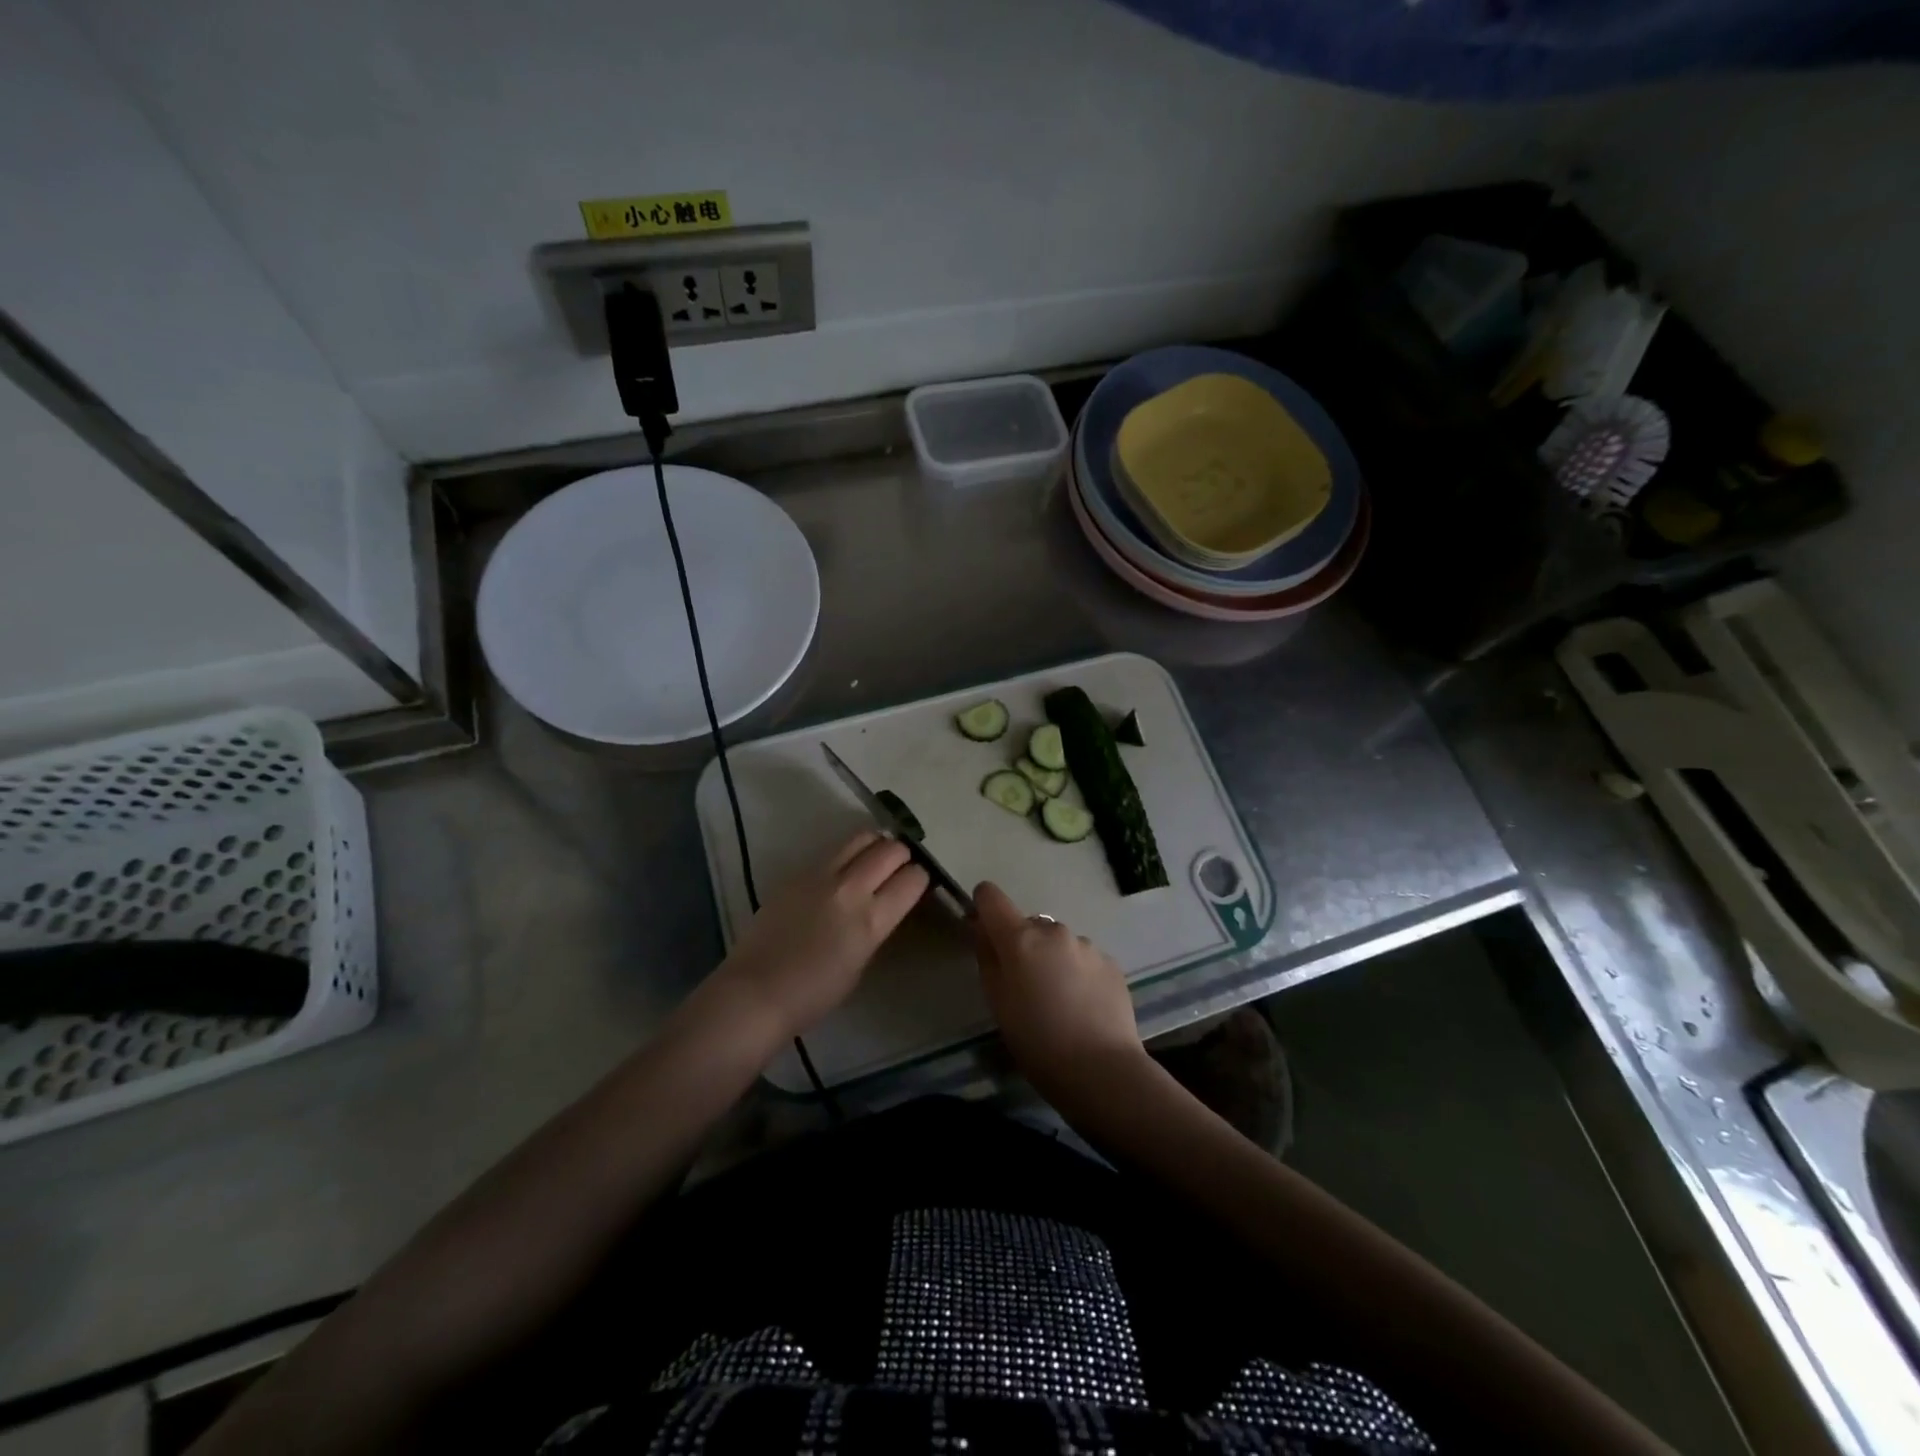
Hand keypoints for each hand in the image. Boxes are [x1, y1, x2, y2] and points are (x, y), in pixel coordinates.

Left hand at [707, 831, 928, 1042]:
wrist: (756, 992)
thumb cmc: (814, 994)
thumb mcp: (861, 961)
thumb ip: (876, 926)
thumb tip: (884, 904)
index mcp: (871, 920)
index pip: (912, 879)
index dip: (921, 877)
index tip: (918, 882)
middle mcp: (850, 889)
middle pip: (891, 849)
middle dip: (902, 855)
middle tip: (900, 866)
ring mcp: (821, 876)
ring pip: (862, 838)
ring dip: (876, 845)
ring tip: (874, 858)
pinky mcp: (797, 872)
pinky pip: (832, 852)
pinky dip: (846, 855)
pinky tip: (842, 871)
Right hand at [972, 881, 1146, 1096]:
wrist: (1101, 1070)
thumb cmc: (1037, 1041)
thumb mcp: (997, 1002)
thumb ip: (987, 957)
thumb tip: (982, 929)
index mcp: (1020, 938)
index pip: (991, 897)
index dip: (983, 908)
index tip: (985, 932)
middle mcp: (1054, 931)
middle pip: (1028, 925)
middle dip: (1023, 946)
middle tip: (1026, 987)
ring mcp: (1086, 945)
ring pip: (1059, 943)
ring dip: (1053, 960)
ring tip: (1059, 1002)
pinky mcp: (1111, 963)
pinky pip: (1084, 959)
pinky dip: (1078, 973)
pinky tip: (1083, 1007)